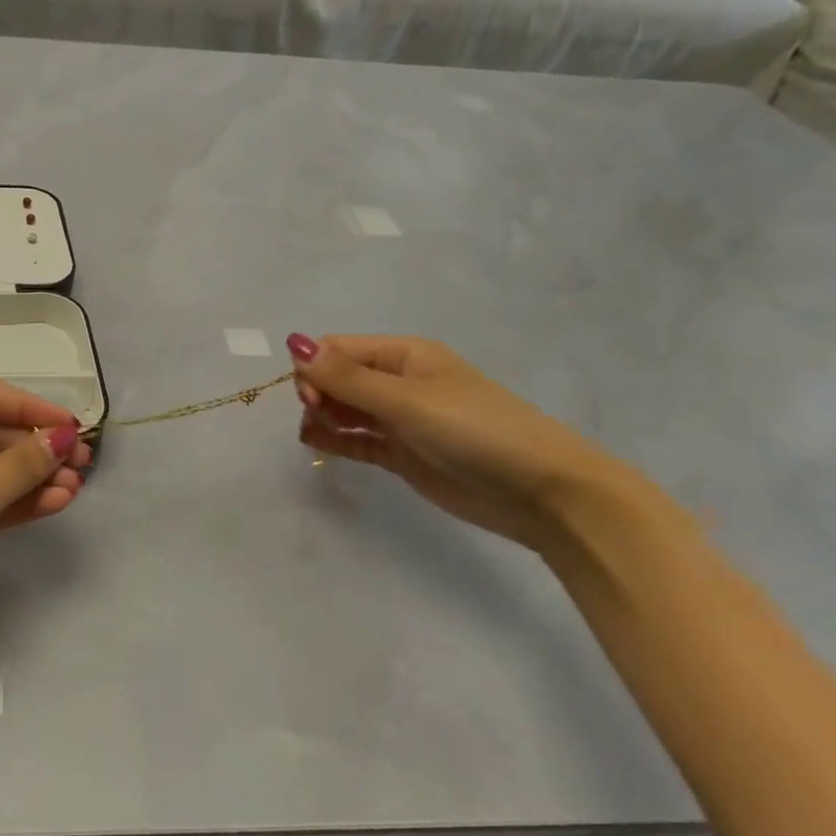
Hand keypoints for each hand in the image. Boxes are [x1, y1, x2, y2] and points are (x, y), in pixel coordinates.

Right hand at [287, 334, 628, 549]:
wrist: (542, 493)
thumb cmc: (475, 430)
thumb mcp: (407, 400)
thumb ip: (347, 377)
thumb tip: (293, 343)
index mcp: (404, 355)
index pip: (338, 349)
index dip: (314, 368)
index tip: (310, 398)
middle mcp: (398, 381)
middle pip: (337, 376)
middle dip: (317, 392)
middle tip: (316, 417)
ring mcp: (400, 419)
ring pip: (343, 408)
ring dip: (321, 415)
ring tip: (314, 434)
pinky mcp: (402, 453)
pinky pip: (356, 438)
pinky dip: (333, 438)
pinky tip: (315, 443)